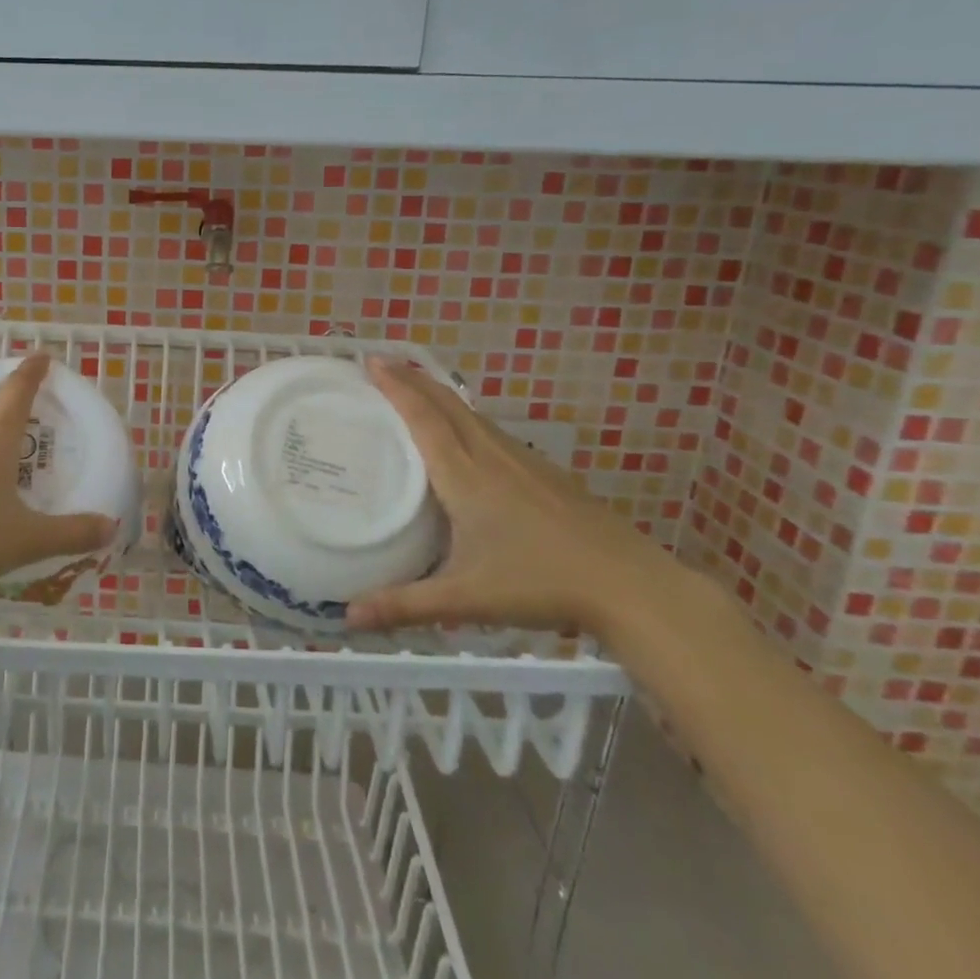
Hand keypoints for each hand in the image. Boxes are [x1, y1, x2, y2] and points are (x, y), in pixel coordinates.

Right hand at [346, 357, 663, 636]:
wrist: (631, 586)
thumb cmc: (540, 584)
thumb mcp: (466, 598)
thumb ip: (405, 605)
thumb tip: (348, 618)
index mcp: (466, 476)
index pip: (424, 418)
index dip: (397, 386)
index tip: (372, 360)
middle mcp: (492, 457)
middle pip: (448, 404)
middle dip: (414, 379)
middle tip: (383, 362)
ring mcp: (524, 462)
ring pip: (473, 416)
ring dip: (440, 395)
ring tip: (417, 390)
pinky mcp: (546, 474)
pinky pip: (494, 432)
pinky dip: (467, 418)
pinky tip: (469, 436)